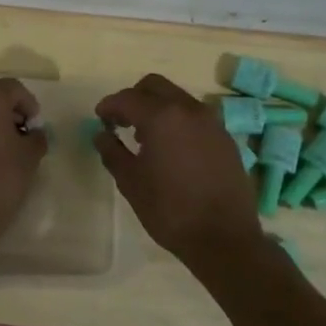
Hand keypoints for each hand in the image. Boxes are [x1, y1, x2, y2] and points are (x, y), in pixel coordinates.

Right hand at [93, 74, 263, 265]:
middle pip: (155, 86)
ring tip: (145, 138)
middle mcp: (189, 110)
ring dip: (158, 108)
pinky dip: (178, 122)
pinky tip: (172, 150)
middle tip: (121, 121)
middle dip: (134, 97)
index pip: (127, 98)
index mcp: (162, 117)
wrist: (224, 239)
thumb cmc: (169, 210)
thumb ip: (112, 152)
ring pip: (178, 99)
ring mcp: (212, 122)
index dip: (109, 106)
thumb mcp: (130, 182)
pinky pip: (195, 117)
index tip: (99, 119)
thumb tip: (101, 134)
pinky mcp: (226, 138)